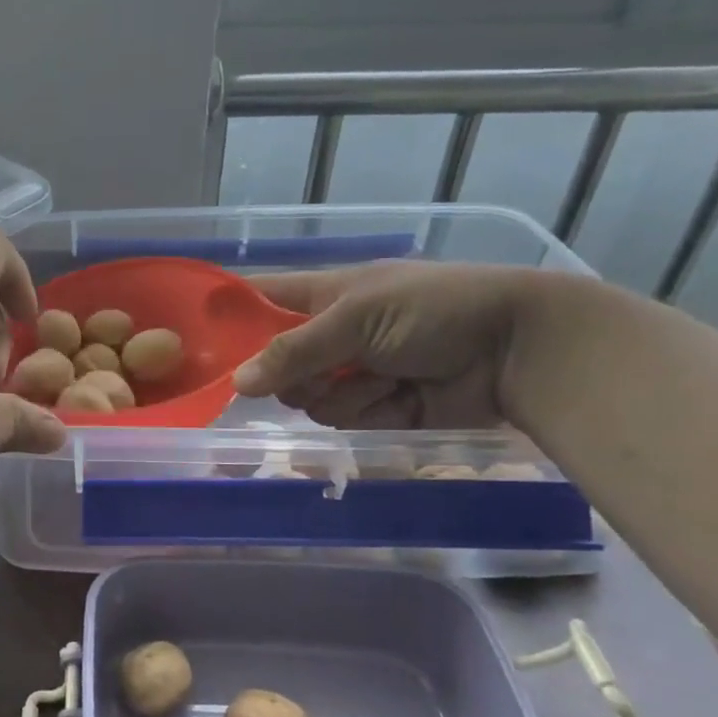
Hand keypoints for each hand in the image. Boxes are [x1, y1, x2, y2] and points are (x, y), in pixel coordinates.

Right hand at [232, 261, 549, 429]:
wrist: (517, 348)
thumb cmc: (434, 309)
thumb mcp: (358, 316)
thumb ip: (295, 349)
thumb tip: (238, 384)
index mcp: (322, 295)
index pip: (259, 300)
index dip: (230, 317)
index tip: (200, 344)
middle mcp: (330, 335)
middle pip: (275, 365)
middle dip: (294, 376)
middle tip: (322, 369)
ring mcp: (352, 373)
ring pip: (308, 400)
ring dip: (342, 394)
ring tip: (384, 377)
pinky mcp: (377, 408)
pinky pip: (345, 421)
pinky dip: (371, 411)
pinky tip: (401, 396)